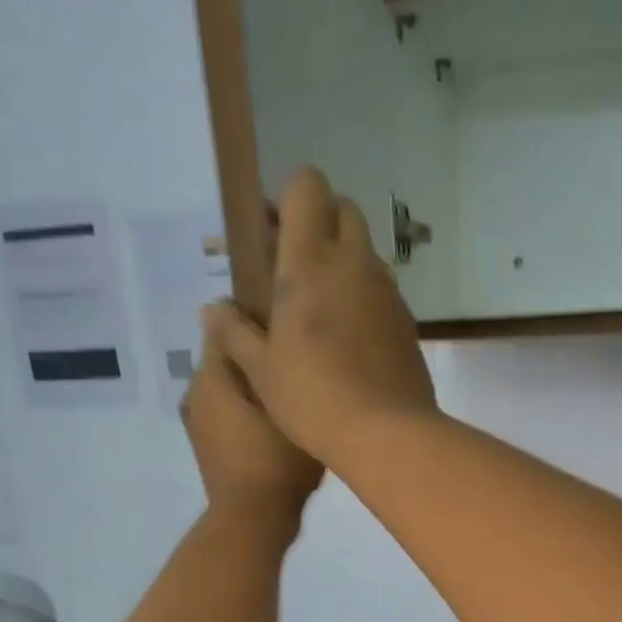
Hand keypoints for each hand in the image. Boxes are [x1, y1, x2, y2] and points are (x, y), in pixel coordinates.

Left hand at [182, 319, 323, 518]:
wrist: (254, 519)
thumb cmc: (277, 460)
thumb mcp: (281, 404)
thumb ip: (259, 358)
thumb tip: (229, 316)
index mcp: (211, 376)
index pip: (222, 325)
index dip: (253, 319)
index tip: (284, 327)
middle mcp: (196, 392)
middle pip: (225, 357)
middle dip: (253, 354)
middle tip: (292, 360)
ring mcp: (198, 422)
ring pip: (226, 386)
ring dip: (250, 384)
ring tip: (286, 389)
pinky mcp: (208, 446)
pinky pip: (226, 412)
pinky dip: (244, 409)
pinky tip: (272, 420)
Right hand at [207, 166, 437, 468]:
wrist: (387, 434)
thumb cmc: (314, 398)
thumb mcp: (261, 371)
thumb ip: (235, 333)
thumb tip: (213, 309)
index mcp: (311, 262)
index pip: (308, 187)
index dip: (290, 197)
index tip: (273, 233)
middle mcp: (355, 264)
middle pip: (344, 210)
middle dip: (319, 222)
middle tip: (293, 267)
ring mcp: (388, 292)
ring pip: (366, 252)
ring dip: (343, 262)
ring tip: (320, 309)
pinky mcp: (408, 323)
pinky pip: (383, 291)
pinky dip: (364, 298)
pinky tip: (349, 340)